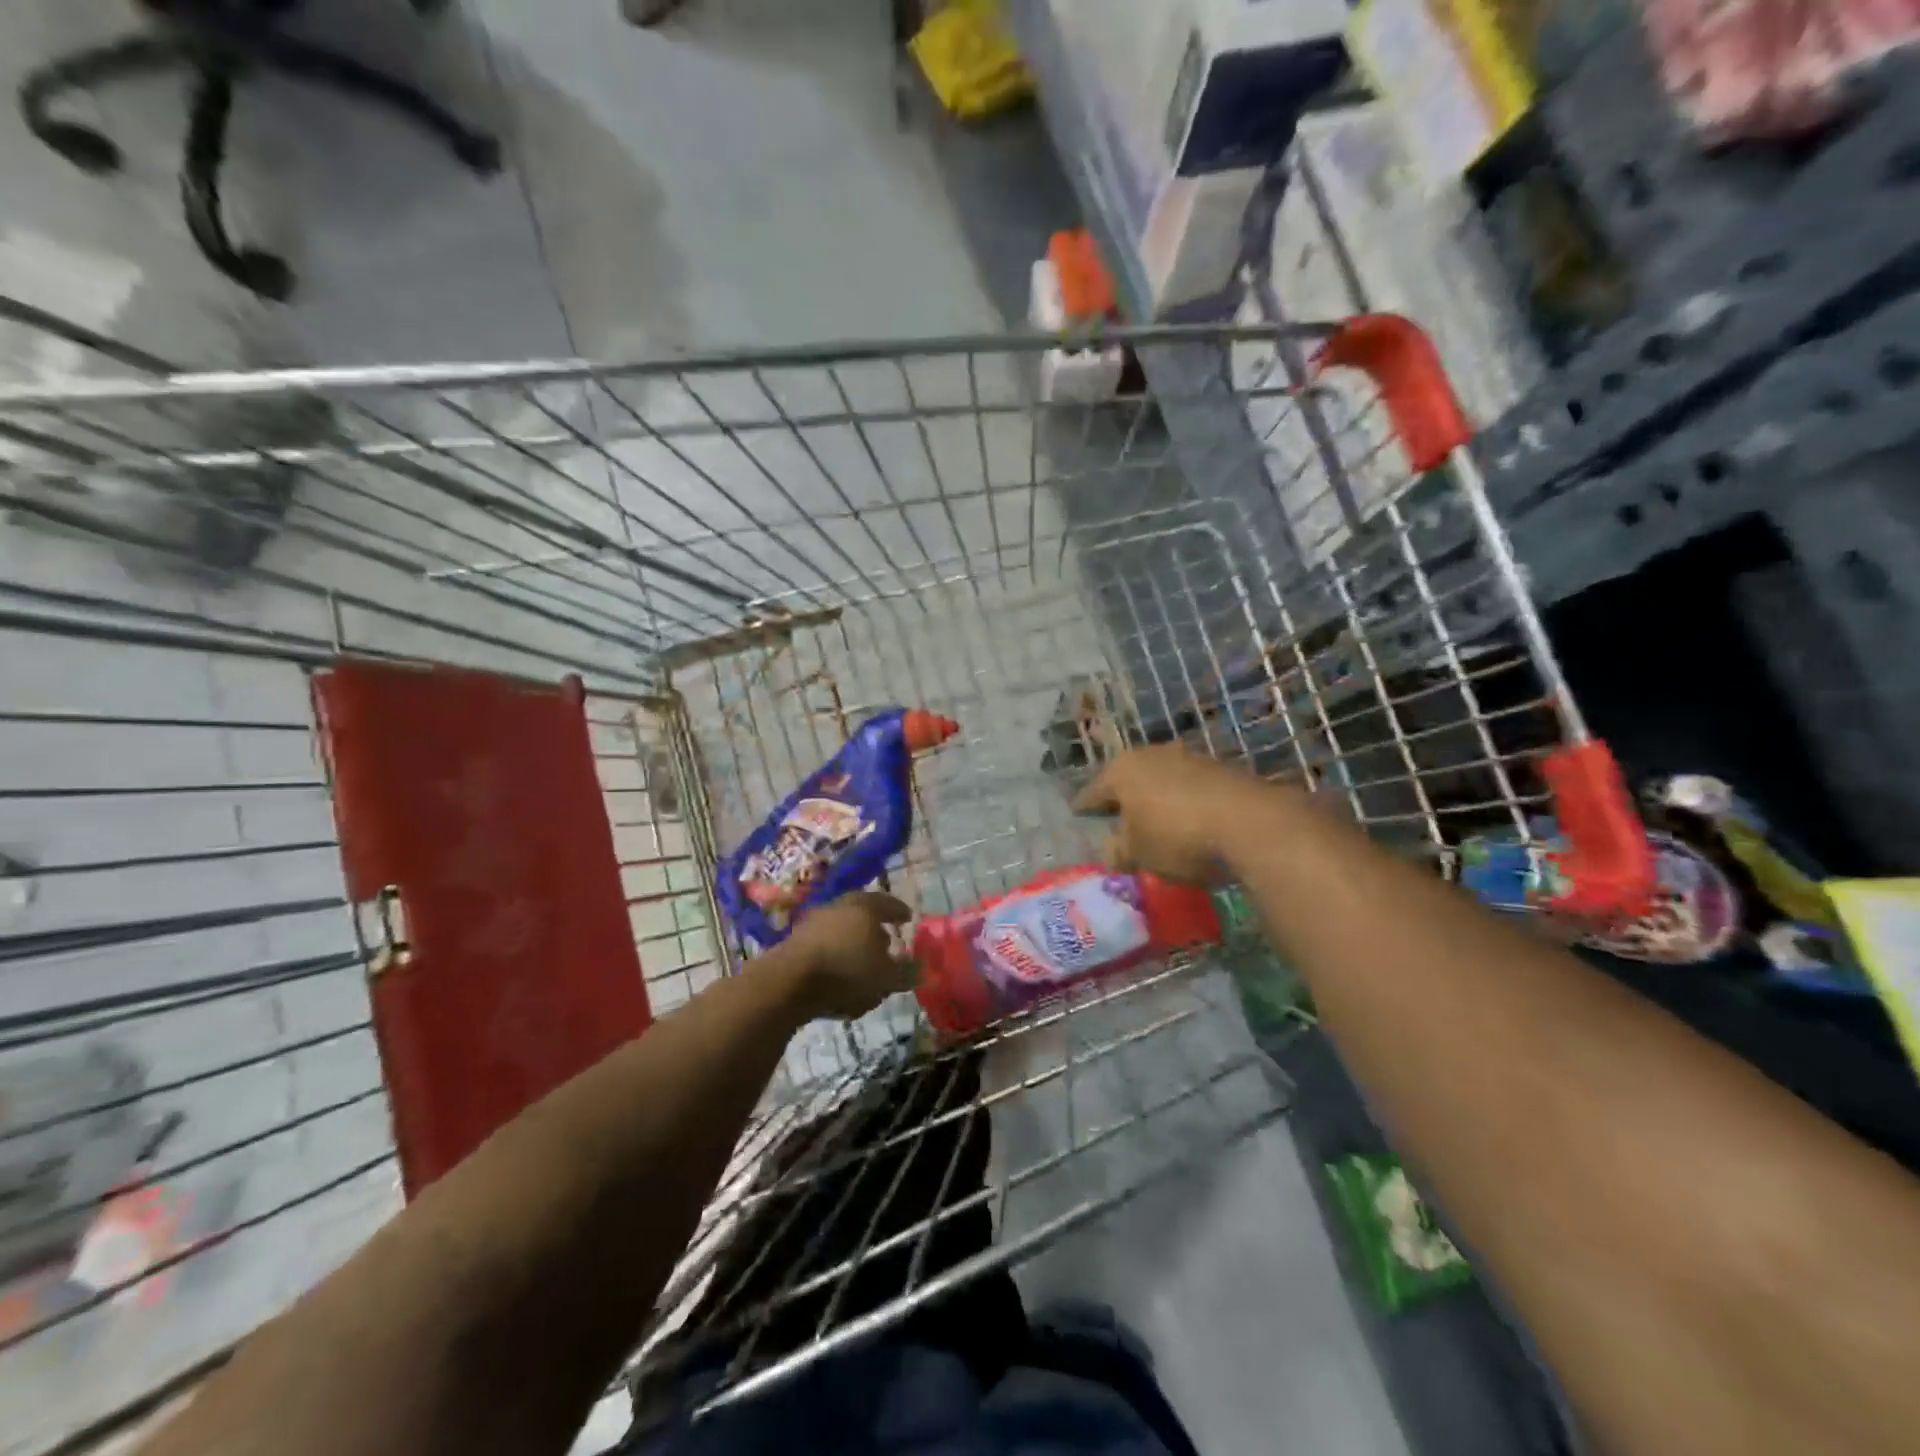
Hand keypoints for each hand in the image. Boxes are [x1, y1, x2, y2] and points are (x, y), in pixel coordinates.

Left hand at [781, 892, 917, 1019]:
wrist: (787, 982)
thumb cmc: (847, 971)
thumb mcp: (886, 977)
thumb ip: (905, 973)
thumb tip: (919, 969)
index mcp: (864, 906)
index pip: (886, 902)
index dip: (898, 911)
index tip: (907, 918)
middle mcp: (838, 907)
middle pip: (860, 913)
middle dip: (874, 927)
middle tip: (886, 940)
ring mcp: (812, 923)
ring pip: (840, 929)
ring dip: (852, 943)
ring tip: (863, 962)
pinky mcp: (793, 943)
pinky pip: (822, 947)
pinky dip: (834, 956)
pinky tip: (839, 975)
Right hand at [1073, 744, 1252, 883]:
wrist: (1250, 823)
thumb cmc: (1176, 836)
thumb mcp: (1138, 854)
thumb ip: (1119, 852)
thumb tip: (1113, 851)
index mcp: (1123, 770)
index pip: (1094, 791)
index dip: (1085, 806)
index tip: (1078, 813)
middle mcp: (1153, 755)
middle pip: (1130, 780)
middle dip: (1124, 799)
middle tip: (1116, 819)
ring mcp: (1190, 758)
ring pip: (1163, 781)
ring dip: (1158, 800)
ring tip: (1155, 824)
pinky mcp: (1222, 770)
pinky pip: (1192, 789)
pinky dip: (1185, 804)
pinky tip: (1189, 823)